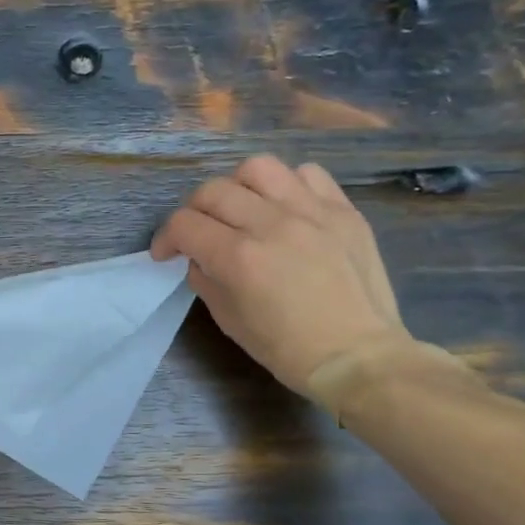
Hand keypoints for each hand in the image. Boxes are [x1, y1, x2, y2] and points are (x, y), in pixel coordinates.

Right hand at [152, 156, 409, 400]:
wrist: (357, 356)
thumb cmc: (287, 348)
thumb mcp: (229, 320)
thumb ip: (206, 280)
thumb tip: (199, 257)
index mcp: (238, 257)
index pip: (184, 224)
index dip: (166, 238)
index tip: (168, 253)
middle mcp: (271, 224)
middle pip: (213, 190)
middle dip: (194, 211)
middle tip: (199, 231)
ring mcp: (311, 212)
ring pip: (258, 168)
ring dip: (238, 186)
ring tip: (243, 208)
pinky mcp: (343, 210)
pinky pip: (307, 174)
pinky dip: (287, 185)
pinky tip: (286, 208)